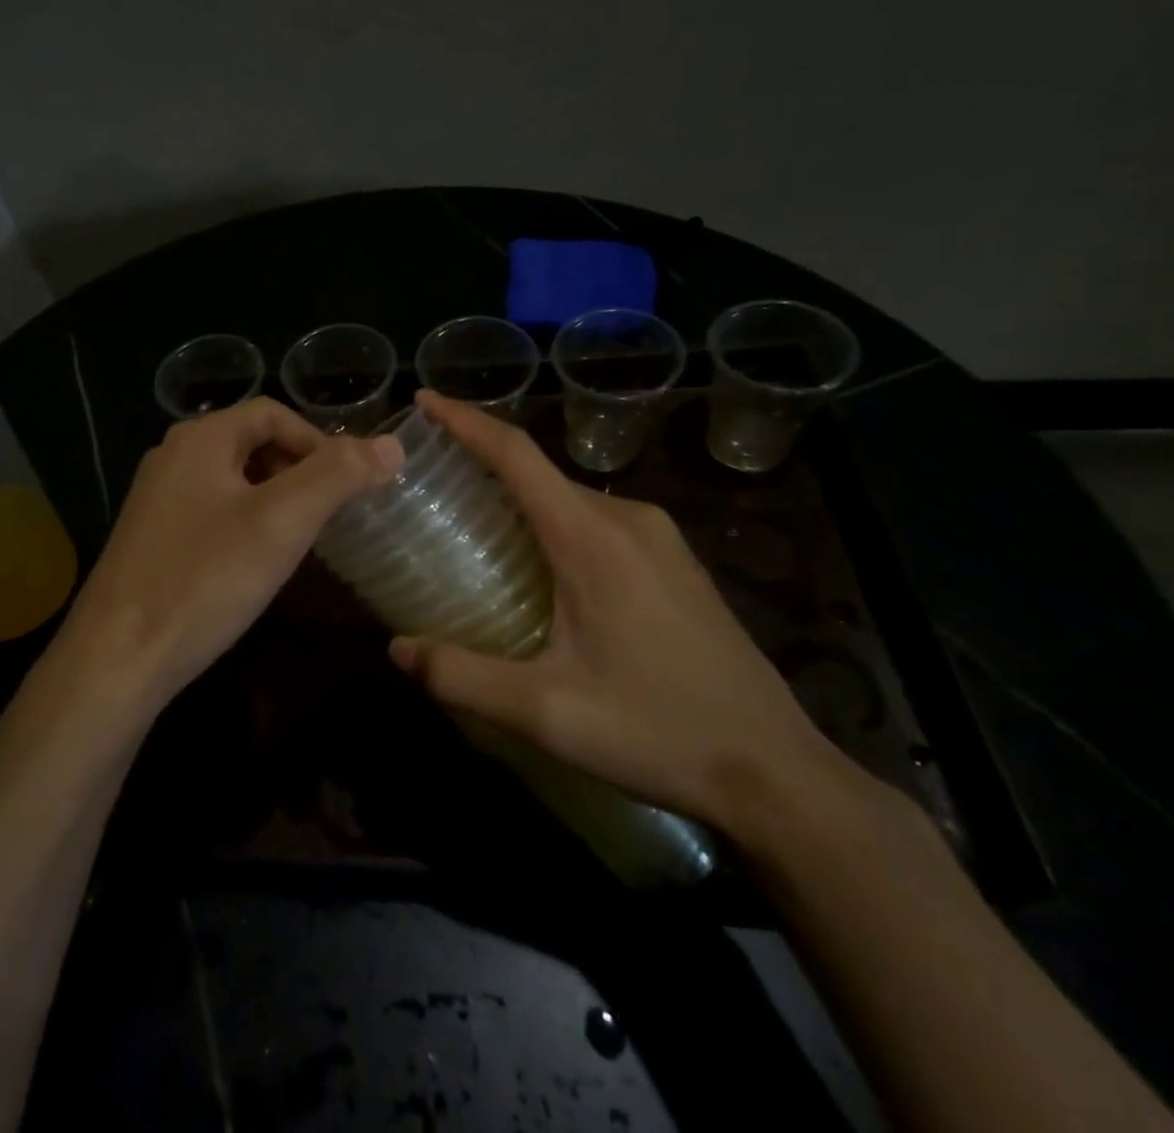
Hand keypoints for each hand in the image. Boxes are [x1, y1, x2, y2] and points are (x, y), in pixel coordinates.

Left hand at [55, 397, 402, 713]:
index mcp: (200, 438)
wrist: (117, 658)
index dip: (319, 441)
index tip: (351, 483)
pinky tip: (257, 564)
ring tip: (304, 538)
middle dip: (299, 471)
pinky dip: (247, 524)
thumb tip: (392, 444)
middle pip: (252, 443)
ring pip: (233, 481)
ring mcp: (157, 499)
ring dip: (275, 499)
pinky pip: (213, 513)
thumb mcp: (281, 522)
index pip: (273, 413)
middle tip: (332, 513)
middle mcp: (173, 457)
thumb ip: (337, 476)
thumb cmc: (204, 580)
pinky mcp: (152, 539)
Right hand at [388, 391, 851, 838]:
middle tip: (429, 483)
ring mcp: (659, 538)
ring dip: (518, 498)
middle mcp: (627, 518)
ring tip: (470, 526)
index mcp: (591, 536)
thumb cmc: (656, 731)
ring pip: (569, 497)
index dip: (464, 420)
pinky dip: (552, 523)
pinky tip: (536, 566)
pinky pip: (597, 521)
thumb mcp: (546, 713)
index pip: (516, 454)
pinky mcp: (675, 562)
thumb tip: (397, 649)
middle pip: (539, 472)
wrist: (776, 772)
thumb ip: (462, 676)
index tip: (424, 400)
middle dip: (481, 464)